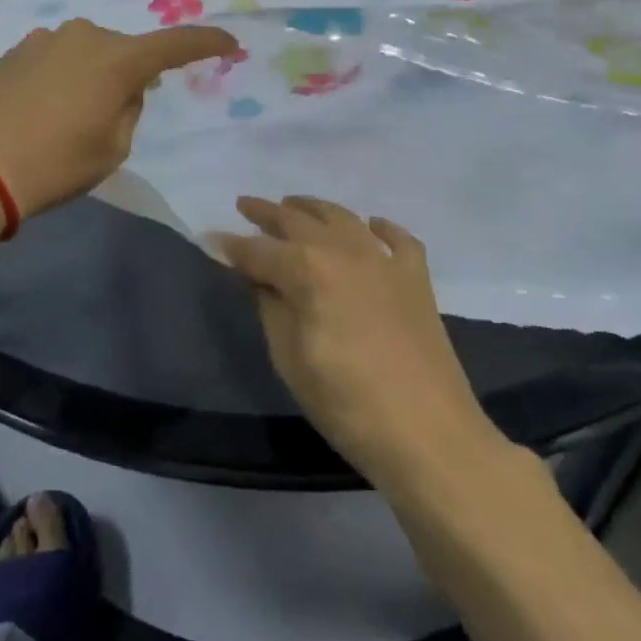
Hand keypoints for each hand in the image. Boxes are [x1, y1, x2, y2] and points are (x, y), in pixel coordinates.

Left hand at [0, 18, 239, 216]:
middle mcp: (86, 35)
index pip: (176, 44)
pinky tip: (46, 105)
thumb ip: (130, 109)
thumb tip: (123, 88)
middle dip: (133, 73)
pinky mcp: (18, 49)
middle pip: (127, 50)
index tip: (229, 44)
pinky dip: (66, 73)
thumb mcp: (112, 148)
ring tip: (76, 113)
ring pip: (91, 51)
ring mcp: (47, 38)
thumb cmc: (56, 164)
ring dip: (96, 72)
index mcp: (118, 59)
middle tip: (120, 113)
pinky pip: (59, 55)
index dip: (206, 43)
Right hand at [218, 196, 507, 489]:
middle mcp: (343, 251)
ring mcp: (384, 261)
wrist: (429, 435)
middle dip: (267, 214)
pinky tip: (371, 226)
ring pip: (343, 218)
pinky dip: (381, 228)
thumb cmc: (345, 402)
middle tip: (245, 205)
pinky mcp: (416, 278)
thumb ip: (270, 307)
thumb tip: (257, 277)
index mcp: (307, 270)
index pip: (258, 251)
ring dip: (314, 208)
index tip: (211, 239)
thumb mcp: (289, 358)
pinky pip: (398, 239)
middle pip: (298, 222)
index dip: (232, 246)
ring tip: (294, 205)